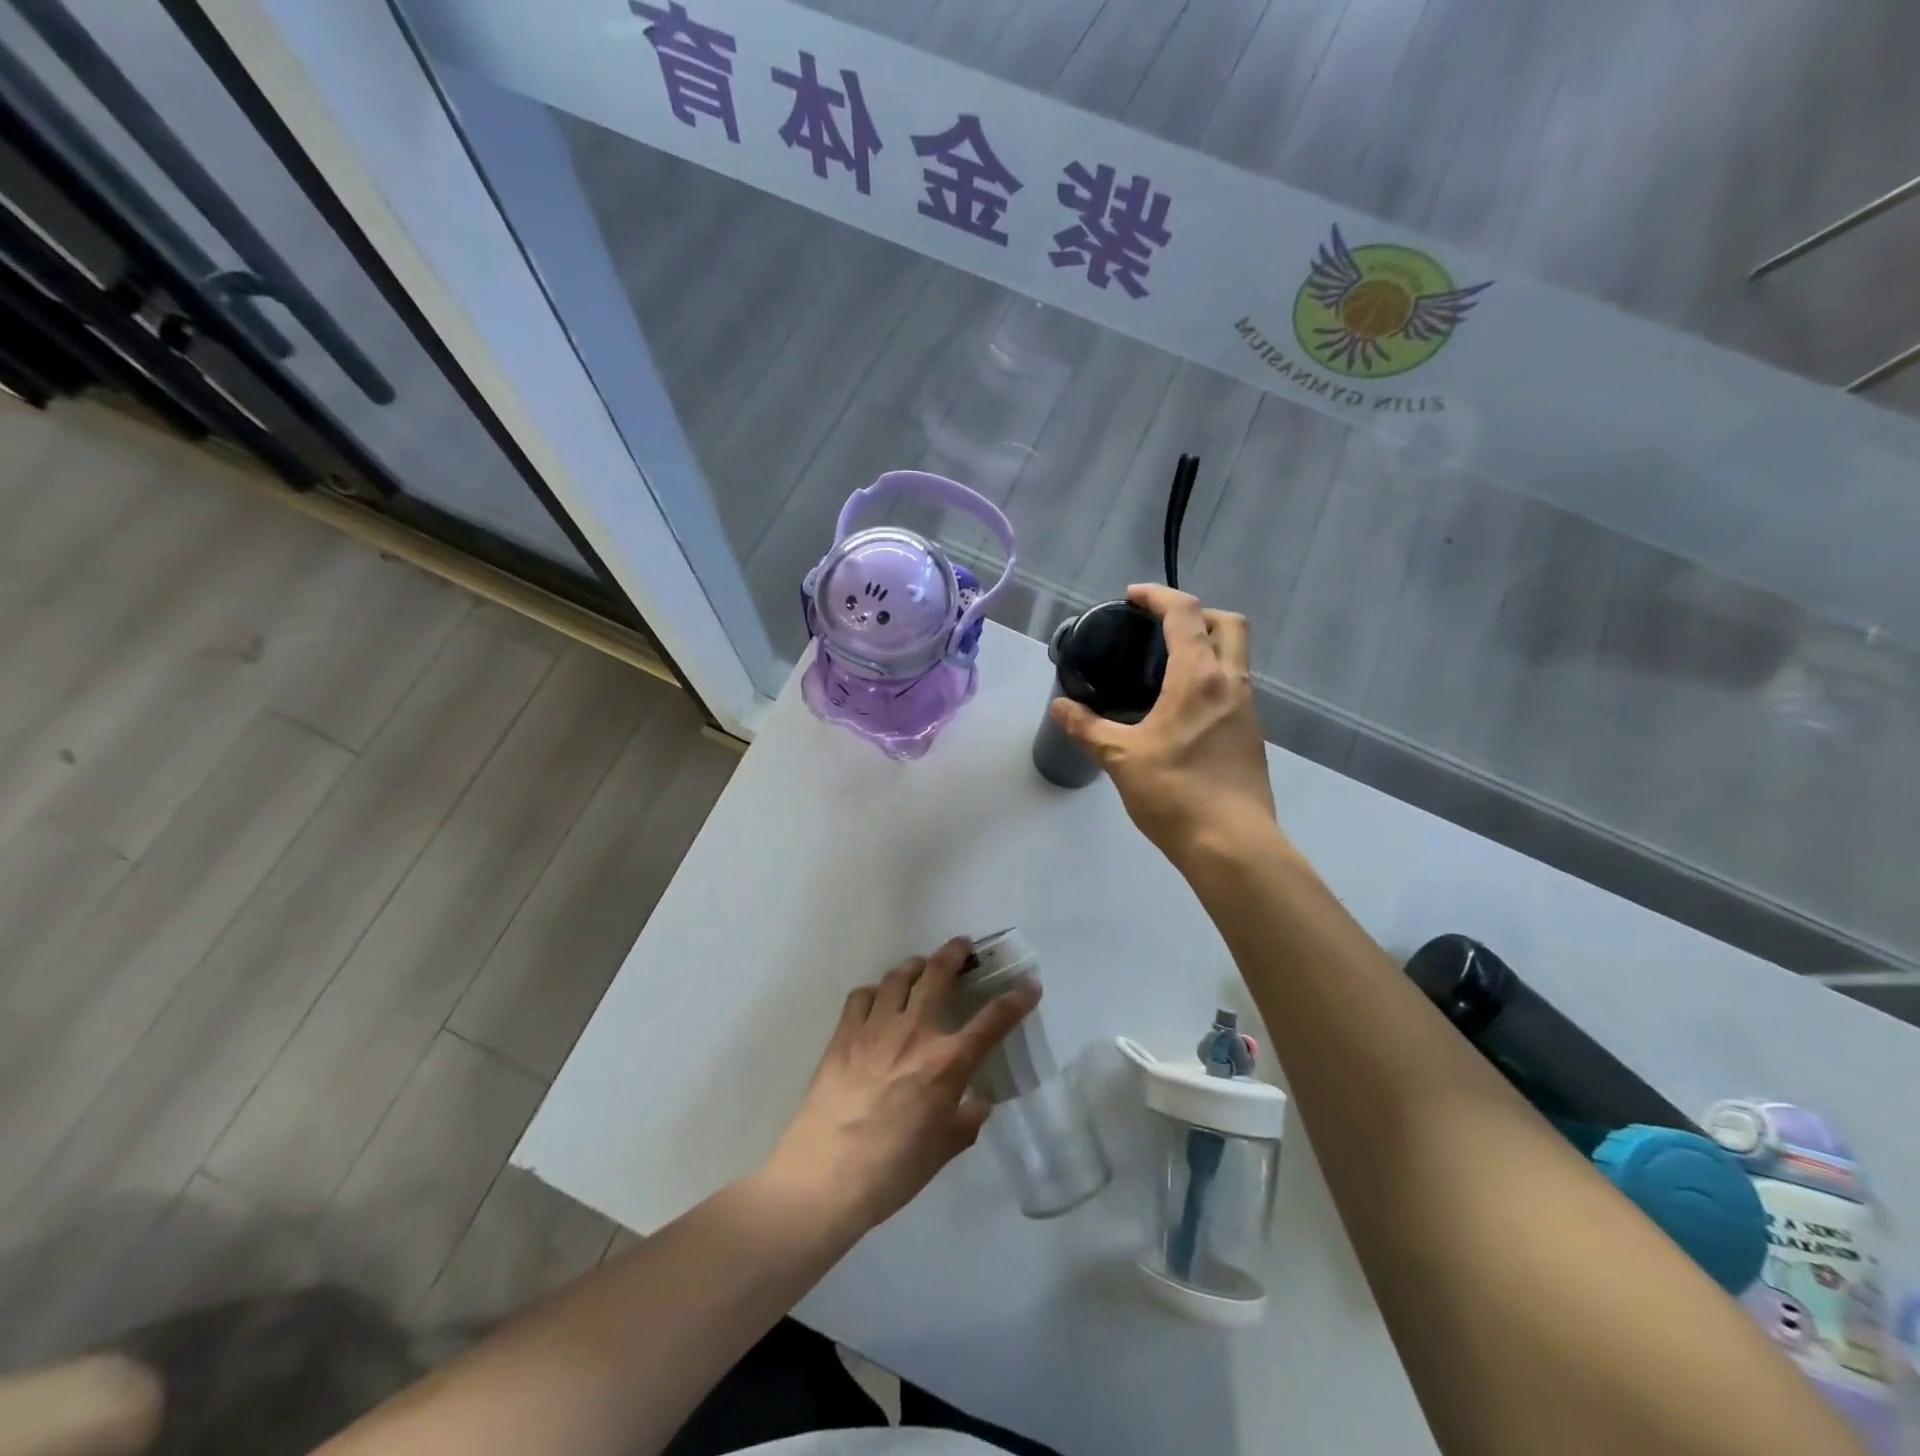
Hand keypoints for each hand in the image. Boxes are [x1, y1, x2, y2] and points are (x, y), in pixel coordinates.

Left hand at [763, 937, 1039, 1232]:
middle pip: (939, 974)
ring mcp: (875, 1028)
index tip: (1029, 985)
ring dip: (915, 965)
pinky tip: (877, 1000)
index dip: (1016, 1000)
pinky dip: (875, 991)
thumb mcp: (942, 1152)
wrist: (825, 1176)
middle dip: (955, 953)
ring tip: (921, 966)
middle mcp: (915, 1033)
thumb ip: (965, 1122)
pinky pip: (862, 996)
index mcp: (947, 1063)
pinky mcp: (843, 1034)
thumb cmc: (892, 1171)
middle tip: (963, 945)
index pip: (992, 1021)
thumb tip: (978, 1104)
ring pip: (898, 977)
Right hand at [1051, 584, 1277, 864]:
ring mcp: (1247, 710)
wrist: (1232, 845)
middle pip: (1229, 624)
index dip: (1158, 596)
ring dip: (1207, 646)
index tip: (1133, 597)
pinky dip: (1212, 678)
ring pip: (1236, 657)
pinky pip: (1233, 688)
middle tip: (1161, 627)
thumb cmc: (1175, 793)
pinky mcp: (1252, 736)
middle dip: (1197, 612)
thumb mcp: (1121, 758)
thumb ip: (1088, 728)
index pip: (1185, 614)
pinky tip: (1182, 708)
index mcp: (1200, 678)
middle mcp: (1231, 684)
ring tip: (1166, 666)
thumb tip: (1060, 706)